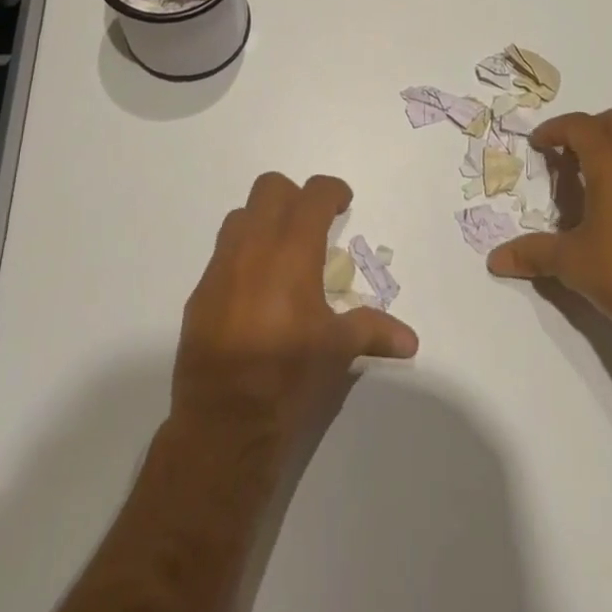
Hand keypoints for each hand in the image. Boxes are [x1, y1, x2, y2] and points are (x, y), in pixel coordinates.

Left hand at [173, 172, 418, 441]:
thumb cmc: (289, 377)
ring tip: (281, 254)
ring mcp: (221, 267)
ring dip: (263, 222)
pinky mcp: (200, 292)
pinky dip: (241, 256)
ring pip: (241, 215)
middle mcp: (254, 246)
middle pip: (270, 188)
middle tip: (312, 226)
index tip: (343, 204)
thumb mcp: (338, 350)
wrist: (223, 423)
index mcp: (293, 250)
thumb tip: (410, 340)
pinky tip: (254, 292)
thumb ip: (373, 331)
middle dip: (294, 197)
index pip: (313, 194)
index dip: (332, 191)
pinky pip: (222, 254)